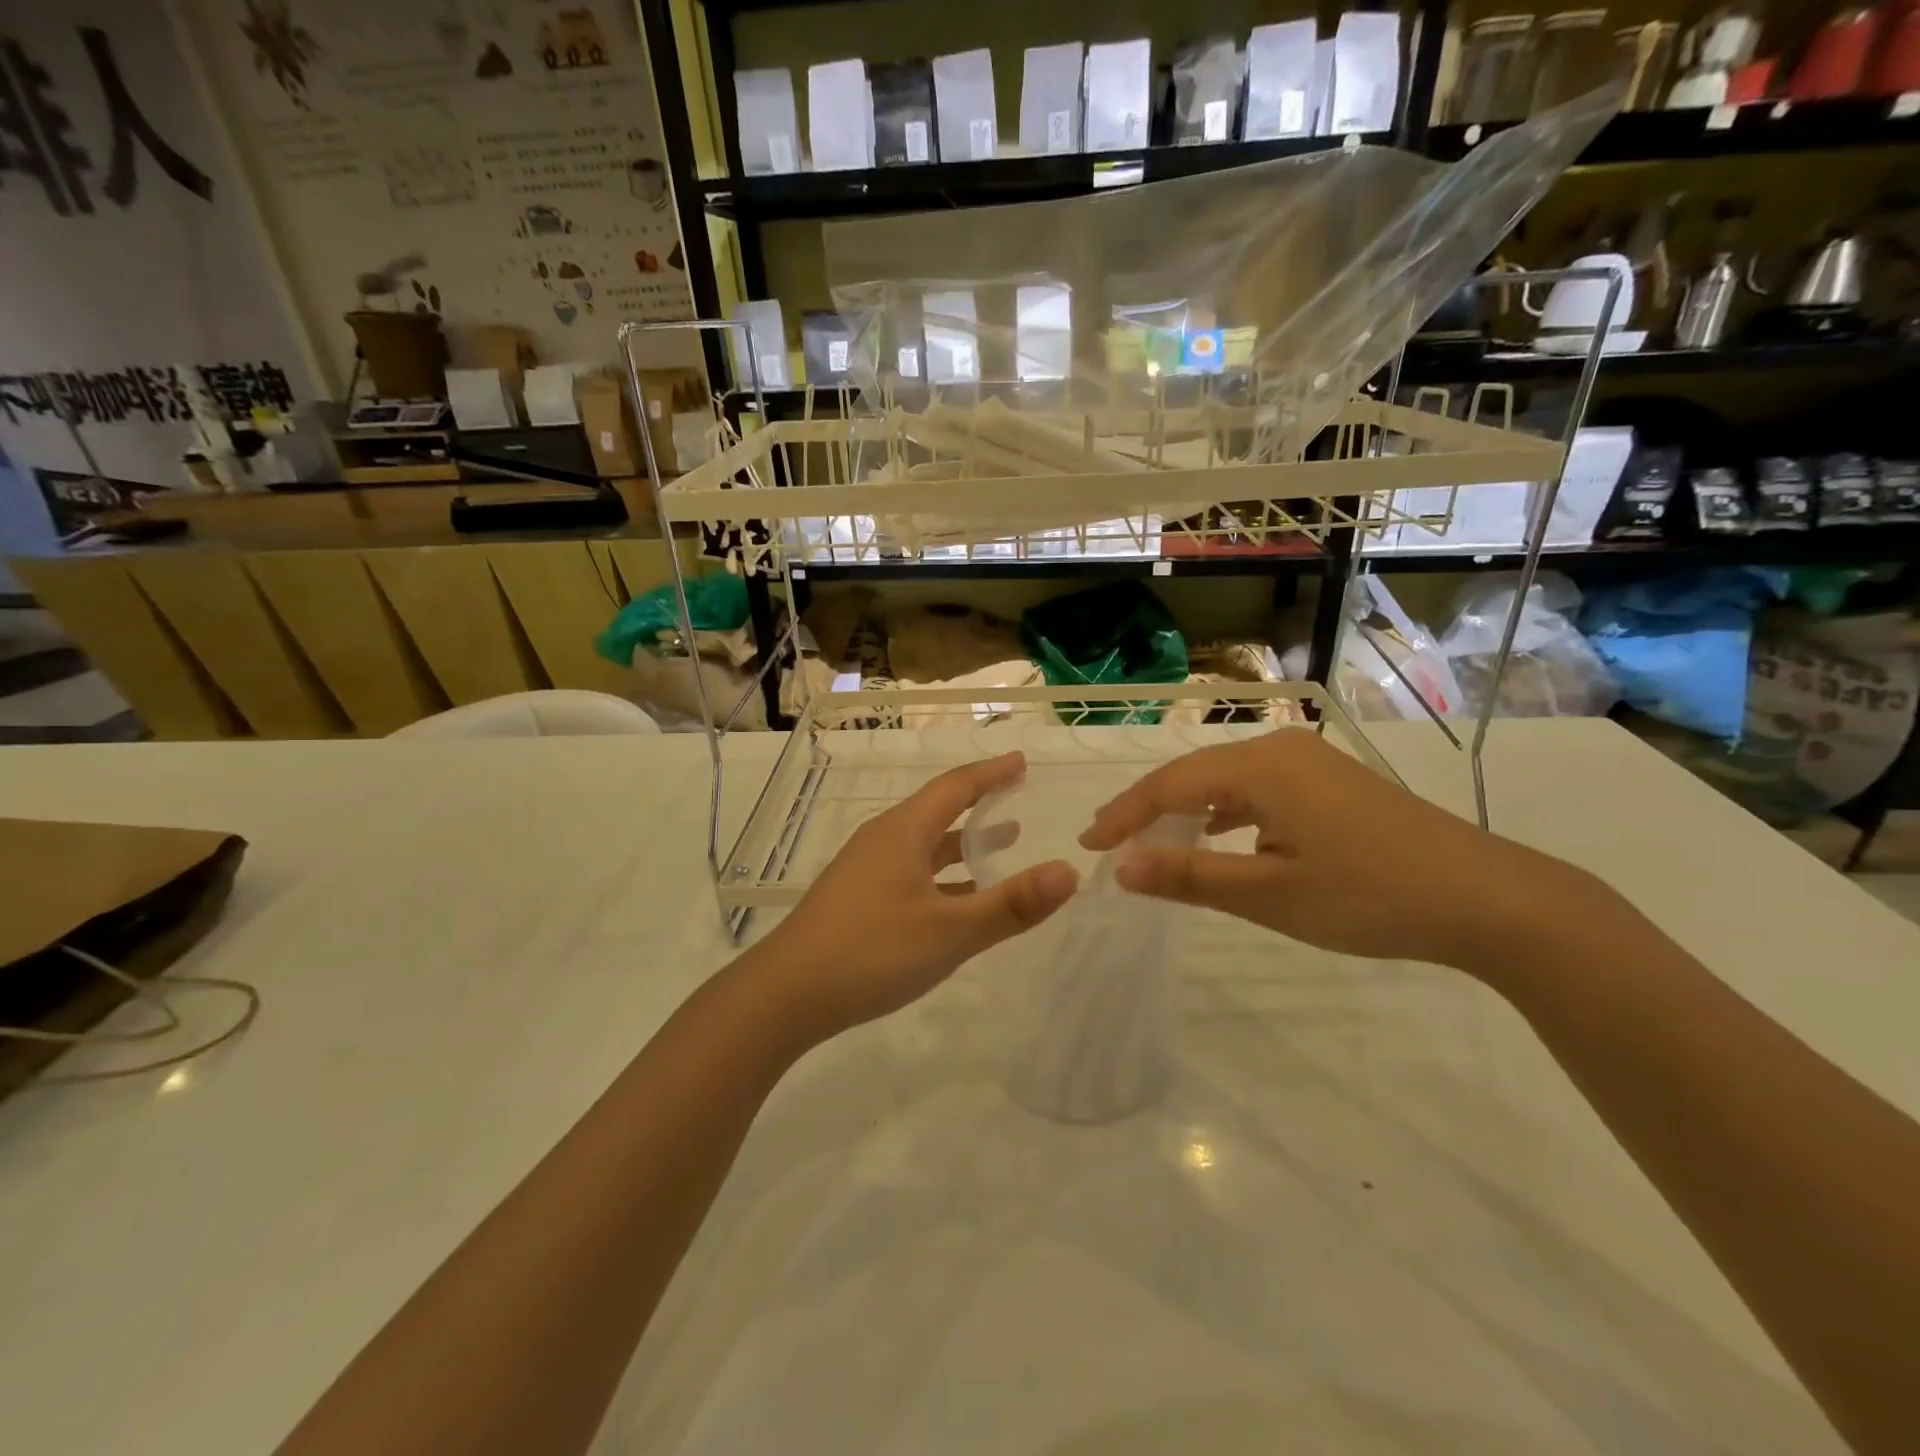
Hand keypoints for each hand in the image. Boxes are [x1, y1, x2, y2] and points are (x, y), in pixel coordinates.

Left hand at [761, 752, 1078, 1039]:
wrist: (785, 995)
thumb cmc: (871, 952)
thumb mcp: (949, 931)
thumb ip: (1010, 904)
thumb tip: (1069, 872)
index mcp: (903, 832)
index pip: (955, 787)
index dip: (991, 773)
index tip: (1021, 762)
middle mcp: (883, 841)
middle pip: (938, 810)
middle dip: (979, 802)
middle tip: (1015, 794)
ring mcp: (866, 871)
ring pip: (924, 845)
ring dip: (963, 842)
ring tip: (1002, 841)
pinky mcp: (857, 900)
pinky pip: (911, 872)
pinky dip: (943, 875)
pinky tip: (959, 899)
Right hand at [1080, 729, 1602, 976]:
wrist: (1489, 898)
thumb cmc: (1368, 896)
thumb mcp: (1269, 894)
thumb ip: (1189, 876)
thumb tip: (1120, 869)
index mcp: (1259, 767)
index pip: (1167, 786)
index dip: (1123, 816)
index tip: (1087, 845)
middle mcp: (1279, 748)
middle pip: (1193, 775)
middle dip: (1148, 809)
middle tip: (1110, 842)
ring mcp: (1310, 761)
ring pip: (1226, 780)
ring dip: (1186, 810)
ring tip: (1153, 840)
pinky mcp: (1332, 781)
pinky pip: (1259, 788)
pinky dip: (1226, 812)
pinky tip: (1221, 836)